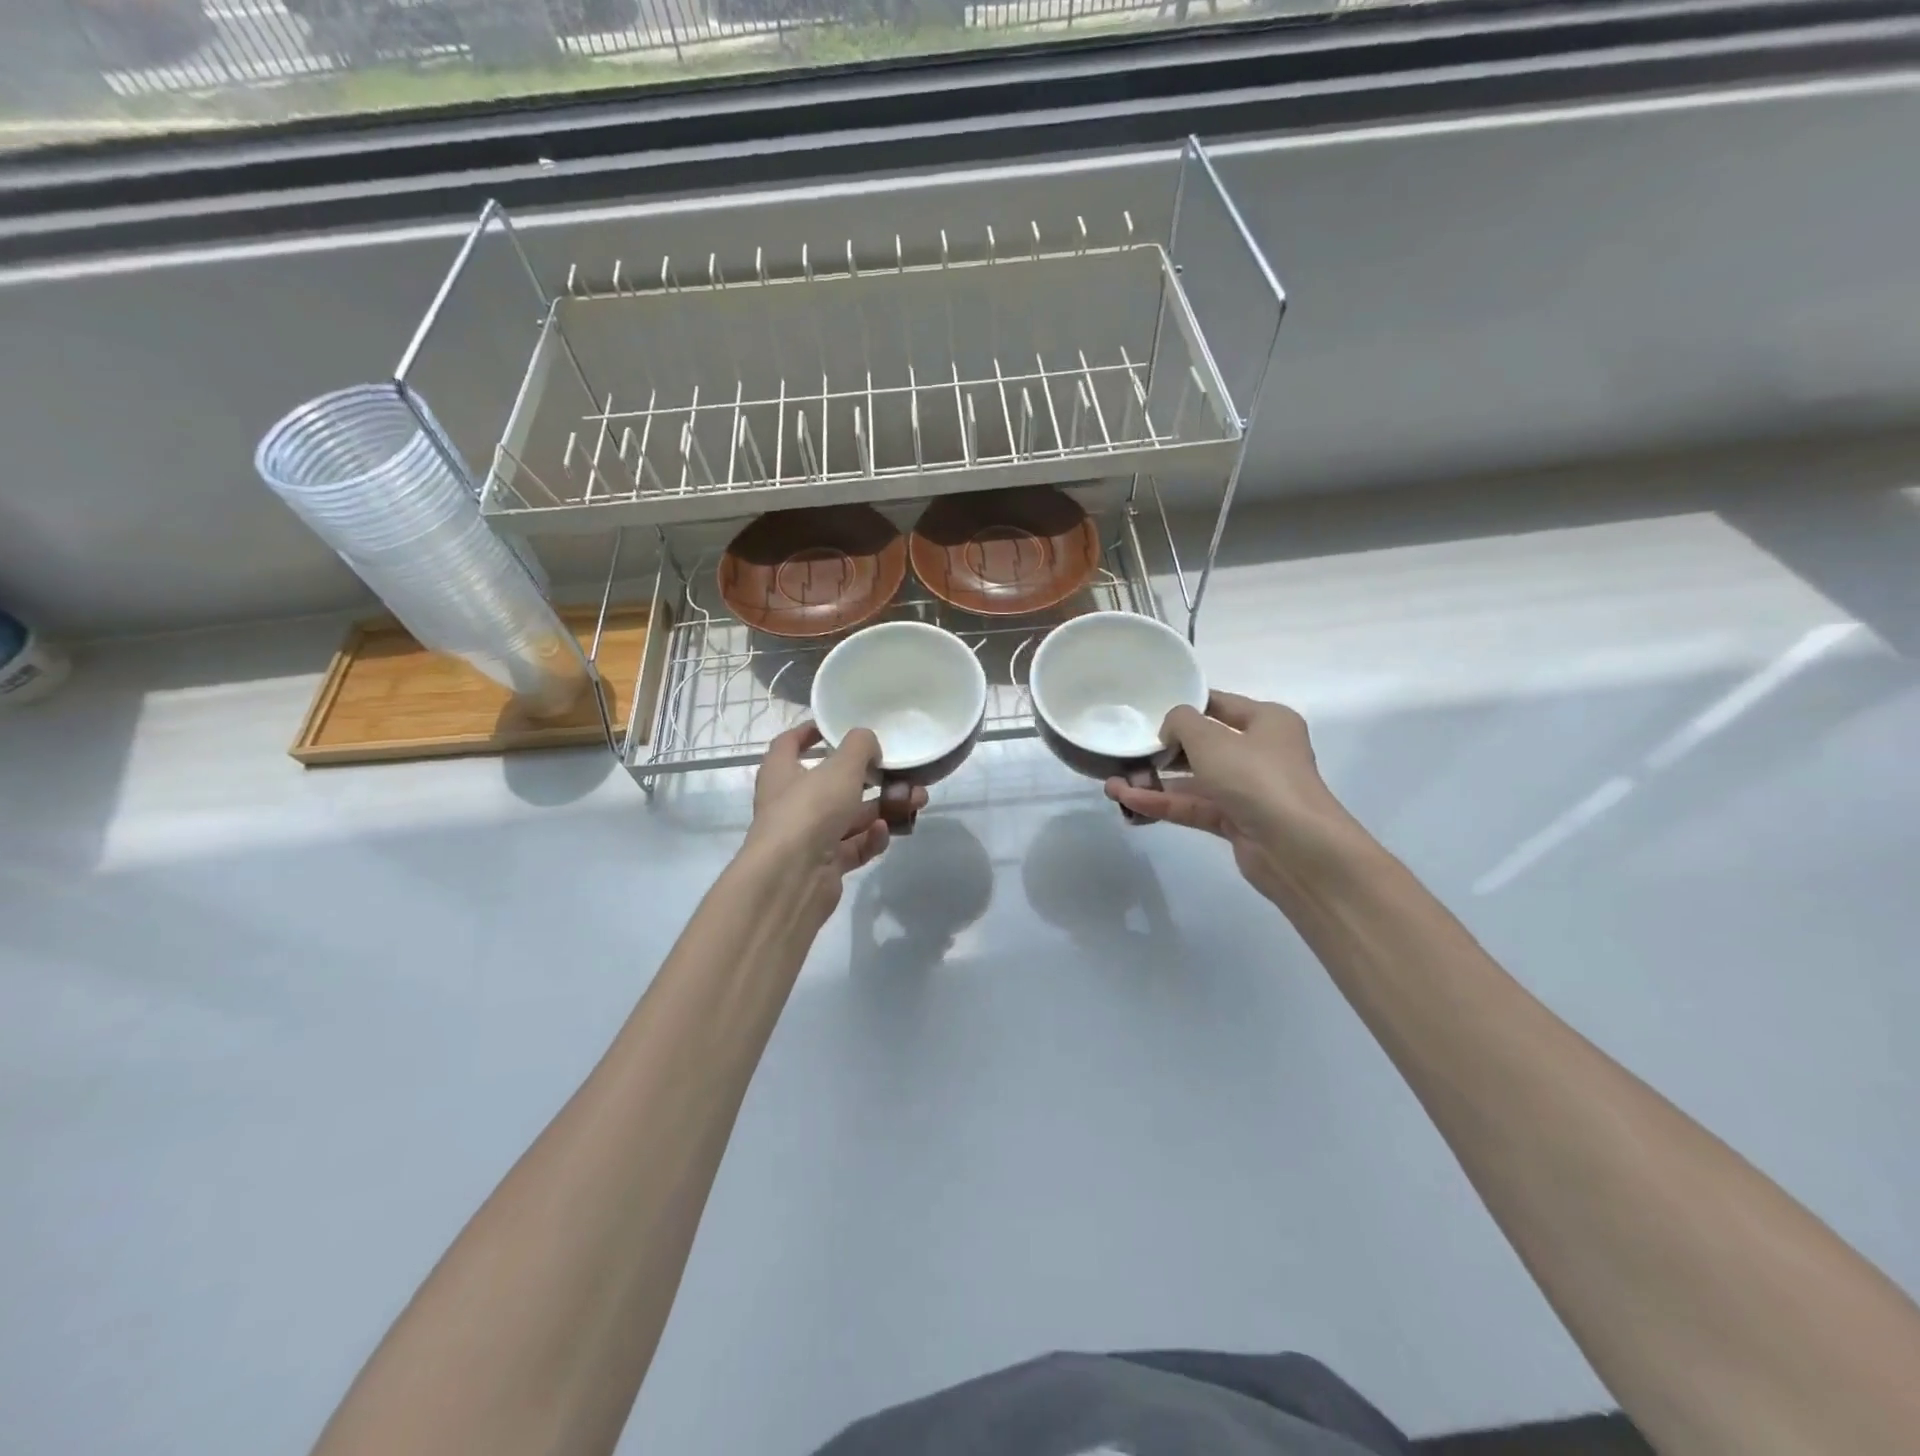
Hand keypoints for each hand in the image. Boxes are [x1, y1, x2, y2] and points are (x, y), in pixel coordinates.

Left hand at [743, 724, 924, 922]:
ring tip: (915, 801)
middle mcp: (792, 803)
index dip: (810, 732)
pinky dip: (870, 838)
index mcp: (782, 772)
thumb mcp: (841, 766)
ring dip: (883, 808)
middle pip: (834, 783)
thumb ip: (860, 746)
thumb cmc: (810, 810)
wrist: (792, 879)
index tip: (835, 727)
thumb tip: (869, 745)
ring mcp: (809, 836)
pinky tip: (883, 833)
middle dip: (871, 778)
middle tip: (902, 773)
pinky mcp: (826, 865)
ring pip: (851, 816)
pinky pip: (854, 846)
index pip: (790, 744)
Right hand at [1105, 691, 1361, 902]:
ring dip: (1154, 783)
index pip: (1218, 704)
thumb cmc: (1256, 778)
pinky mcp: (1235, 822)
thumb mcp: (1211, 739)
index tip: (1145, 712)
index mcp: (1266, 721)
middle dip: (1162, 750)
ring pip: (1193, 781)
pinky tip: (1128, 803)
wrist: (1296, 848)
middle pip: (1203, 745)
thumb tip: (1170, 731)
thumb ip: (1181, 723)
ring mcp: (1248, 790)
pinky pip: (1193, 807)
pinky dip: (1163, 805)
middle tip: (1124, 751)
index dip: (1183, 706)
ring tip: (1112, 785)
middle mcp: (1260, 752)